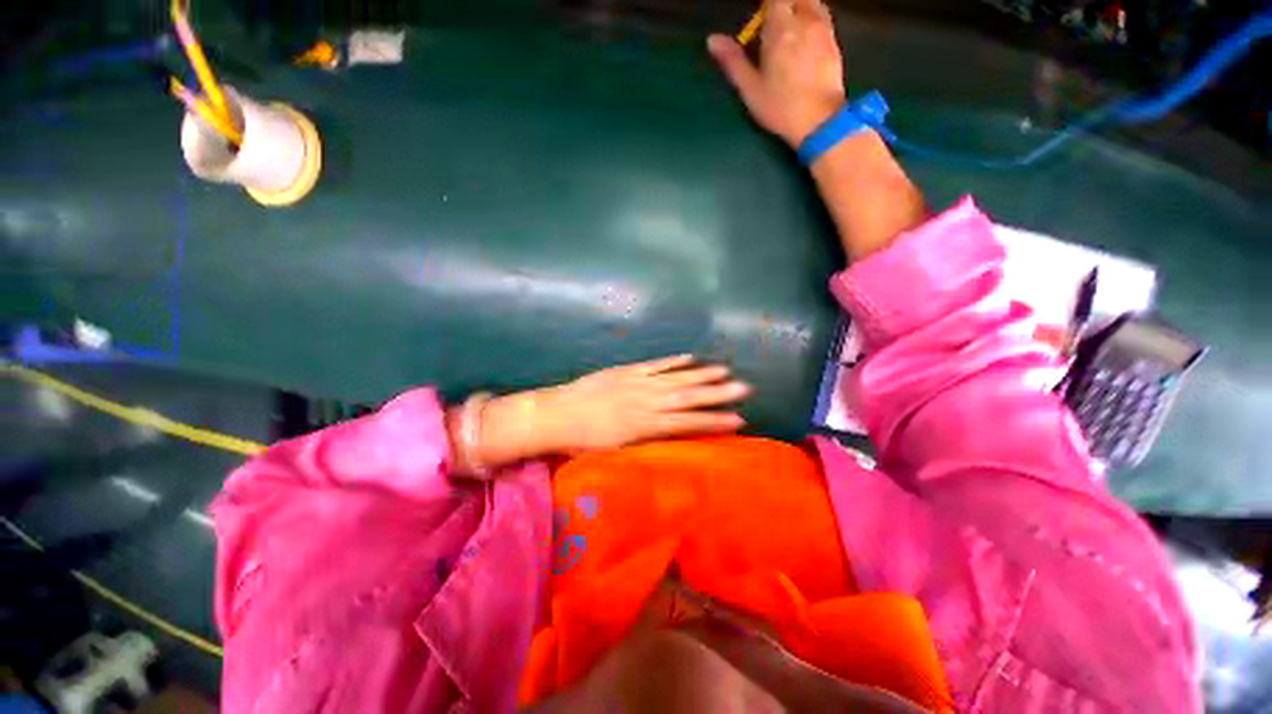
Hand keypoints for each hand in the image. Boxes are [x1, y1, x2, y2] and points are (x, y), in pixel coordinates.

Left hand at [537, 354, 749, 451]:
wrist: (555, 415)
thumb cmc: (582, 441)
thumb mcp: (615, 452)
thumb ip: (645, 442)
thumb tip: (671, 436)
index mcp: (644, 426)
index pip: (687, 423)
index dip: (714, 421)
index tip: (739, 419)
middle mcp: (646, 402)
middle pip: (688, 396)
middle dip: (718, 394)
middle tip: (745, 387)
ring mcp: (637, 382)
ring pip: (676, 377)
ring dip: (702, 374)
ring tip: (725, 370)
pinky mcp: (626, 370)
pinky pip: (654, 364)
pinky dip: (673, 361)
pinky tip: (690, 357)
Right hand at [707, 0, 845, 147]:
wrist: (819, 120)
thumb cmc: (780, 107)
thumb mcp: (750, 89)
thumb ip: (733, 61)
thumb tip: (712, 40)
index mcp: (780, 28)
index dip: (765, 6)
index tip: (758, 19)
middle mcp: (804, 21)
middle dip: (782, 5)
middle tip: (771, 25)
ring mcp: (823, 29)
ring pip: (812, 3)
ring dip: (799, 8)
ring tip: (789, 29)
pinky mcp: (835, 42)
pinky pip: (823, 18)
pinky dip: (812, 19)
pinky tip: (806, 38)